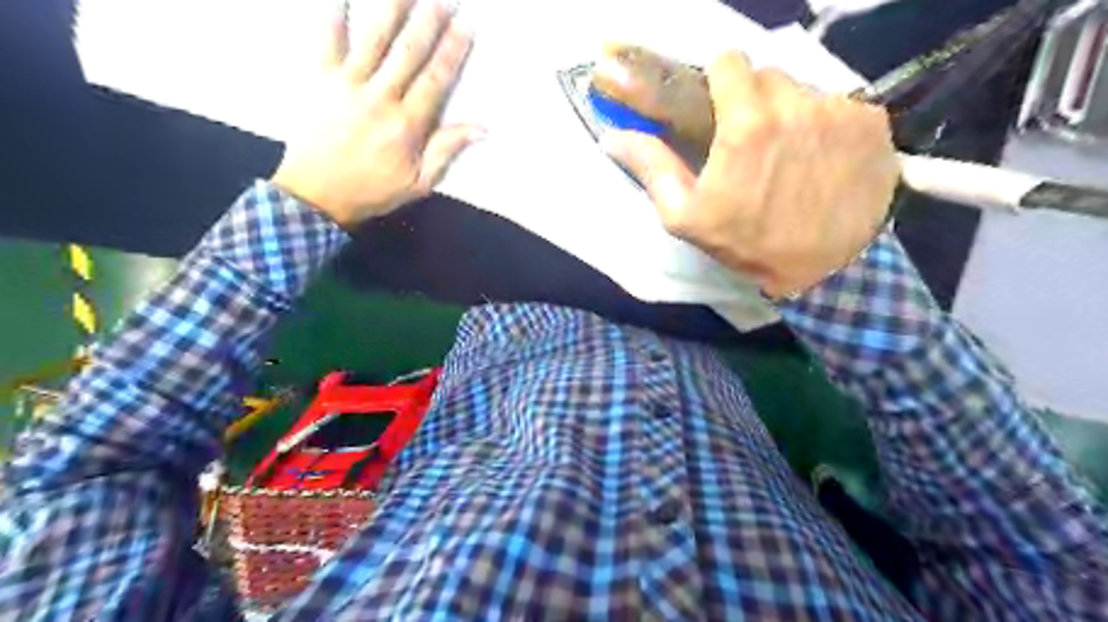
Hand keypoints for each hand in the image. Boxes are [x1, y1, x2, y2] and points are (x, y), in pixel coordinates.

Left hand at [272, 0, 479, 227]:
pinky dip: (333, 12)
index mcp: (407, 125)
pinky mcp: (319, 78)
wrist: (315, 195)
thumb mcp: (418, 183)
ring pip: (374, 38)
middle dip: (429, 21)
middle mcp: (380, 98)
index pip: (436, 79)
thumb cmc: (372, 191)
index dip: (453, 51)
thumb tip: (481, 128)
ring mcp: (347, 84)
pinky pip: (327, 38)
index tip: (466, 25)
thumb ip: (446, 151)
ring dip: (393, 9)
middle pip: (409, 52)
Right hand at [605, 51, 899, 299]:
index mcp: (746, 123)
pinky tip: (822, 159)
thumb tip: (611, 136)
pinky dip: (827, 124)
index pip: (729, 61)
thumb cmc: (748, 243)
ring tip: (788, 154)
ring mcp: (840, 110)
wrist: (826, 270)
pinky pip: (840, 105)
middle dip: (754, 100)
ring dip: (791, 112)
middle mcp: (797, 103)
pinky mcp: (873, 122)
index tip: (719, 104)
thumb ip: (652, 168)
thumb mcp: (686, 217)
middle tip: (751, 140)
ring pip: (805, 89)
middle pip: (768, 75)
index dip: (720, 80)